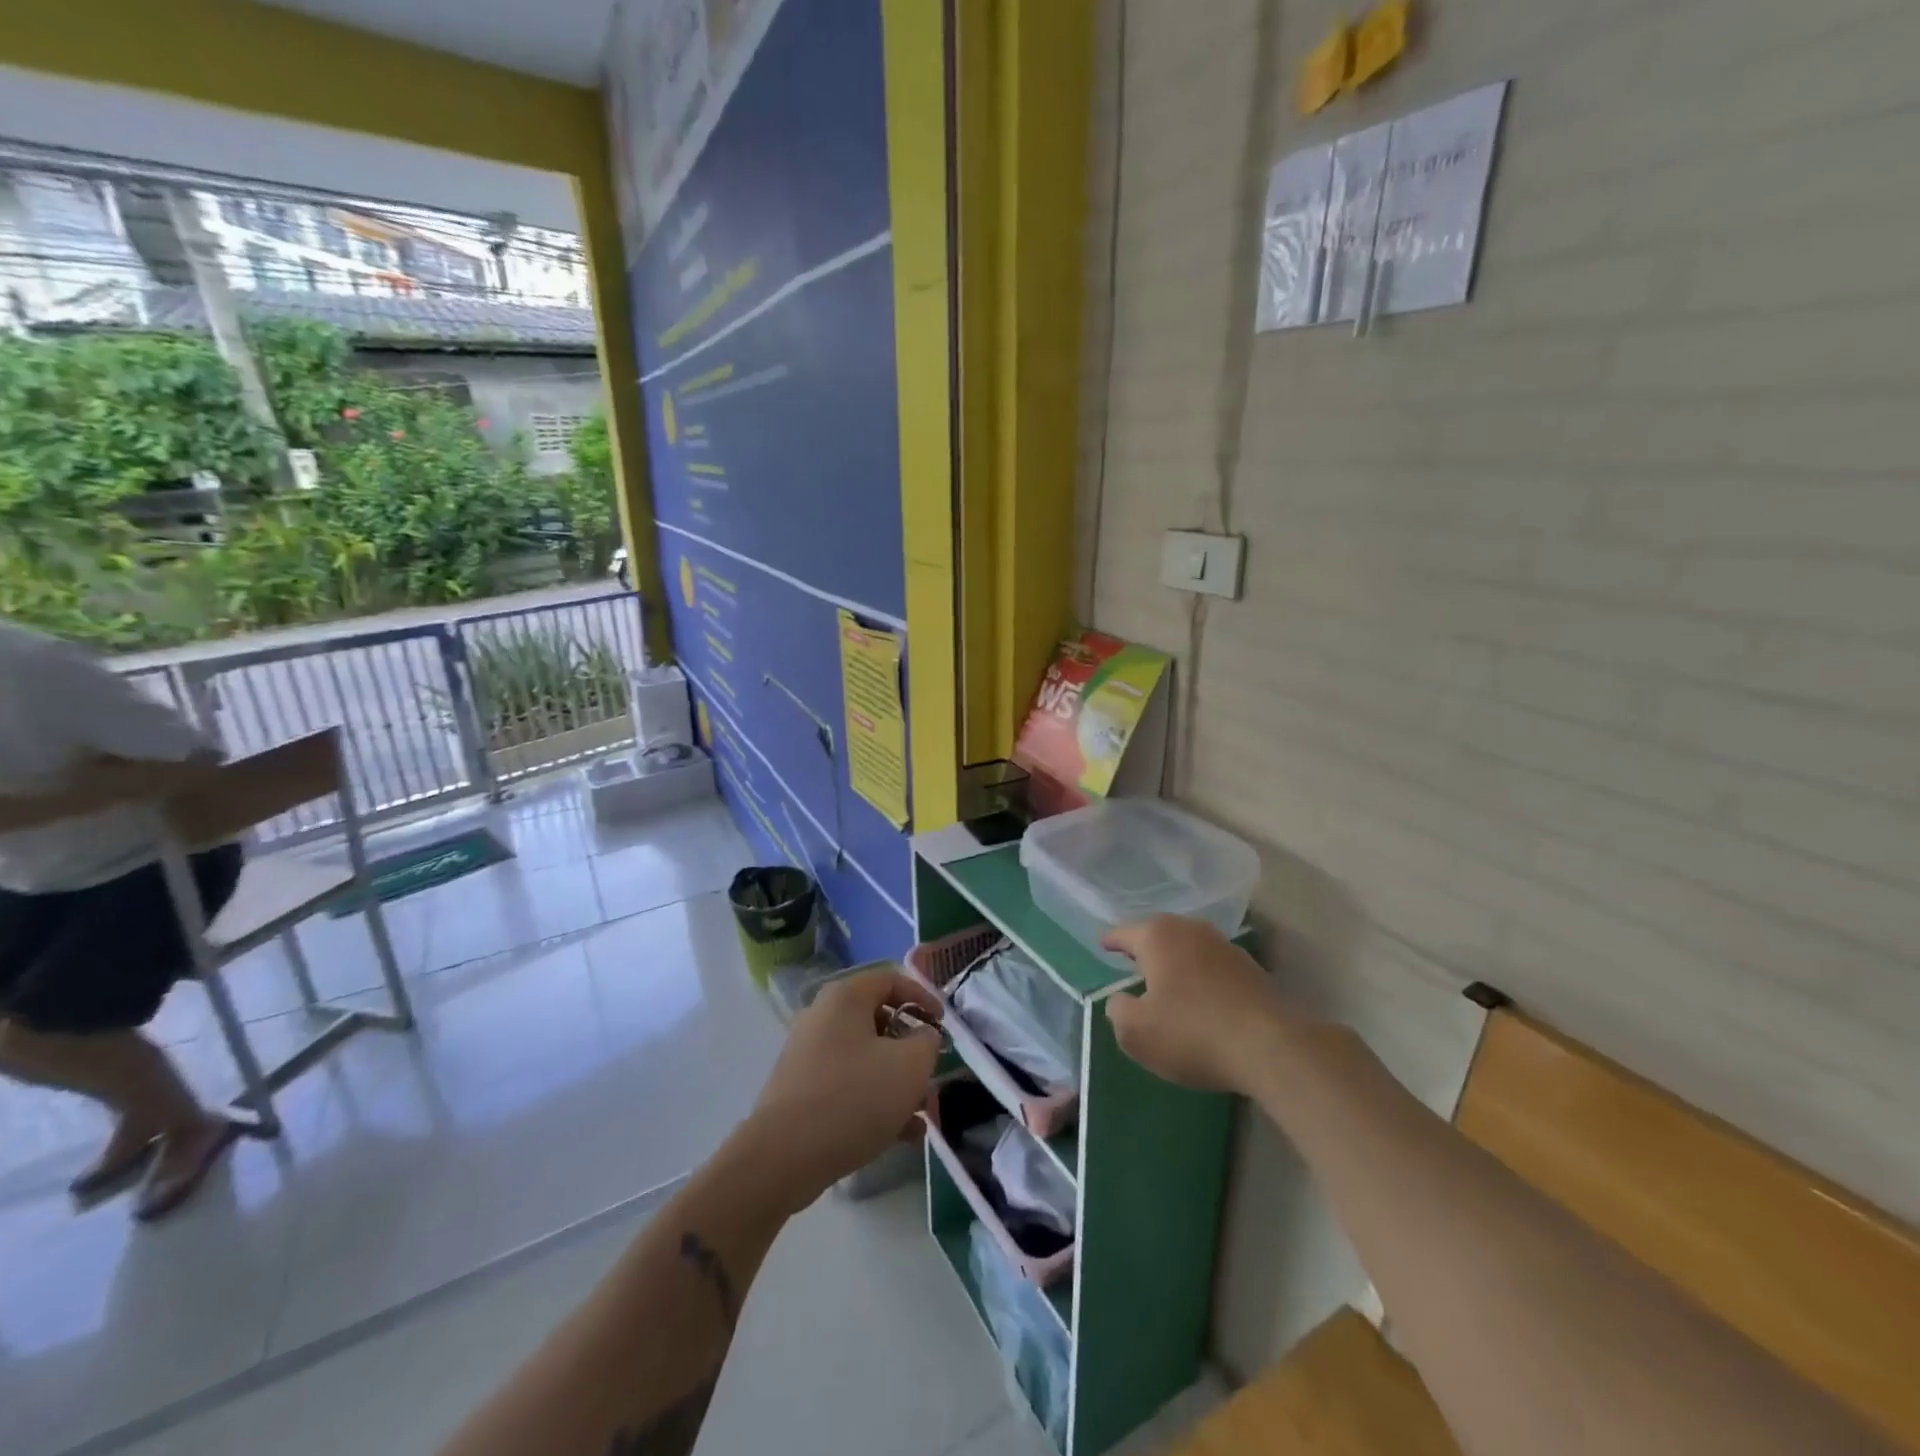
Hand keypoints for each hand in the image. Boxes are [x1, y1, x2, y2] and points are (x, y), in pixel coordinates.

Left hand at [745, 969, 943, 1209]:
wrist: (783, 1158)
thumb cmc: (853, 1097)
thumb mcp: (910, 1066)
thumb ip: (927, 1043)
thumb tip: (923, 1037)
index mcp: (845, 998)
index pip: (891, 979)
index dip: (923, 997)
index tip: (943, 1025)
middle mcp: (822, 1017)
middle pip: (878, 1021)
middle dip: (910, 1049)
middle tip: (931, 1072)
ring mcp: (808, 1056)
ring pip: (865, 1059)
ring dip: (896, 1081)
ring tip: (921, 1113)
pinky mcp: (800, 1092)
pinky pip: (847, 1086)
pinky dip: (874, 1101)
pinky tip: (901, 1135)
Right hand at [1101, 915, 1298, 1093]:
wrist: (1271, 1048)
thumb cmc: (1191, 1033)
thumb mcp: (1136, 1032)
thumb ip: (1118, 1011)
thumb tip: (1121, 1001)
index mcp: (1158, 936)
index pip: (1124, 933)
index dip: (1111, 941)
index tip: (1103, 945)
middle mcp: (1191, 930)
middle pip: (1159, 935)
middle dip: (1146, 948)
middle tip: (1133, 962)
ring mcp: (1225, 946)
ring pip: (1189, 949)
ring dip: (1177, 963)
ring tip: (1167, 983)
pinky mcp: (1251, 969)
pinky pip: (1213, 967)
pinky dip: (1202, 978)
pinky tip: (1202, 1000)